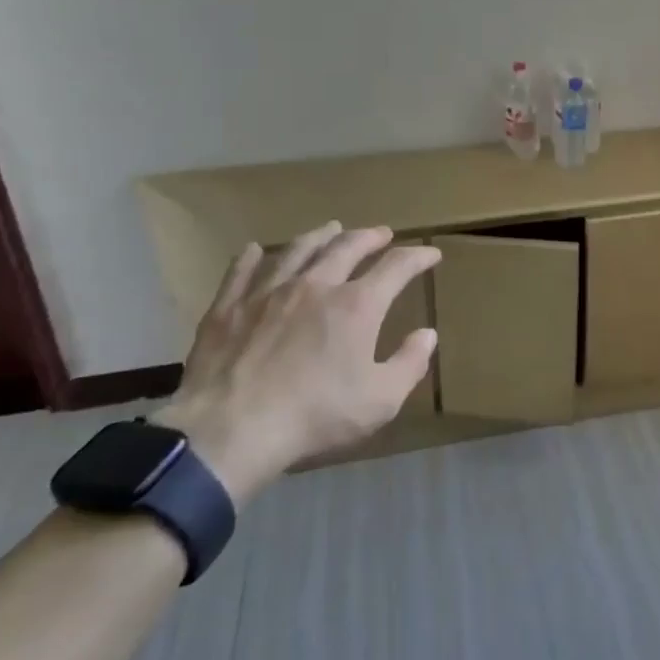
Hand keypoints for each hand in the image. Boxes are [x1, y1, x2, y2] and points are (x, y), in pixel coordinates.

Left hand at [154, 224, 441, 503]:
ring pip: (298, 251)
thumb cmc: (315, 416)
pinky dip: (252, 258)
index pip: (396, 267)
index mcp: (357, 306)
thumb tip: (427, 334)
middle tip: (381, 233)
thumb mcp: (380, 400)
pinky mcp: (228, 309)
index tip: (431, 254)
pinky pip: (241, 273)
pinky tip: (255, 250)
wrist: (231, 430)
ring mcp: (268, 293)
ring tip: (330, 229)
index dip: (417, 257)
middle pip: (346, 247)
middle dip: (369, 237)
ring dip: (319, 237)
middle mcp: (315, 286)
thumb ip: (409, 364)